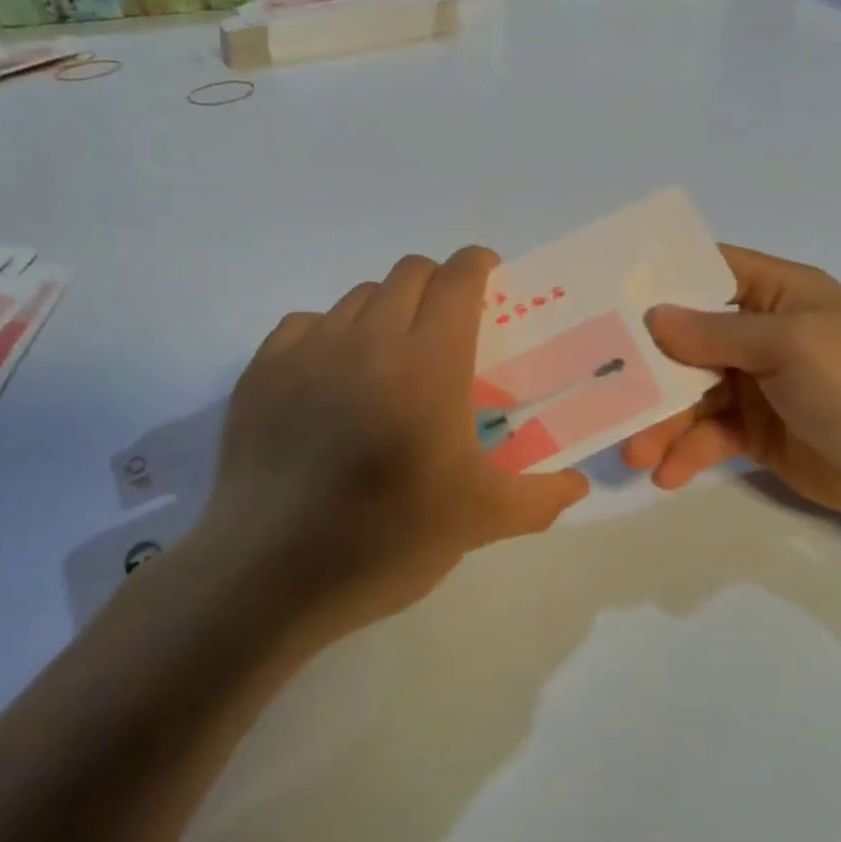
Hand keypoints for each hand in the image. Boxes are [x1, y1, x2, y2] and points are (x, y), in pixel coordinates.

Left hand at [194, 247, 588, 639]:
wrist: (268, 575)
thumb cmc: (386, 540)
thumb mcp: (479, 521)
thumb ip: (540, 497)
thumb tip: (578, 485)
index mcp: (429, 363)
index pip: (457, 278)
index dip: (478, 265)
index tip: (490, 279)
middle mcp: (368, 339)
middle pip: (409, 272)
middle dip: (437, 284)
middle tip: (448, 326)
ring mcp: (308, 350)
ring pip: (358, 296)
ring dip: (386, 309)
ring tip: (391, 357)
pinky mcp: (262, 371)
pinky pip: (306, 323)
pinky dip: (331, 333)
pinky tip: (333, 377)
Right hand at [621, 245, 840, 528]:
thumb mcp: (790, 346)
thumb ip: (717, 332)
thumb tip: (653, 316)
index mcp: (776, 293)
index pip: (708, 268)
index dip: (660, 276)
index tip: (607, 292)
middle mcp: (759, 333)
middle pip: (686, 339)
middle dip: (647, 366)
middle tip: (602, 387)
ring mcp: (755, 384)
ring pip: (690, 393)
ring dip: (660, 420)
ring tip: (633, 453)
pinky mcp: (753, 431)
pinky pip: (707, 434)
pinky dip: (686, 452)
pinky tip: (668, 474)